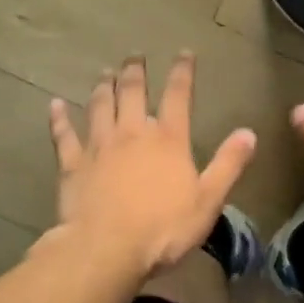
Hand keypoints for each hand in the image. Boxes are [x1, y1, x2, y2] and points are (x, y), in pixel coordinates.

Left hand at [47, 52, 257, 277]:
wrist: (106, 249)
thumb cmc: (163, 228)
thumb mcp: (208, 200)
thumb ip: (228, 164)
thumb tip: (249, 132)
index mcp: (168, 139)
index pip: (178, 95)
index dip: (182, 71)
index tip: (183, 53)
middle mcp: (132, 132)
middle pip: (132, 92)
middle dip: (135, 71)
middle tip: (134, 56)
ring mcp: (99, 146)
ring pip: (99, 106)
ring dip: (102, 86)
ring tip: (104, 72)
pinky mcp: (72, 164)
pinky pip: (64, 135)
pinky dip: (59, 118)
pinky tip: (55, 104)